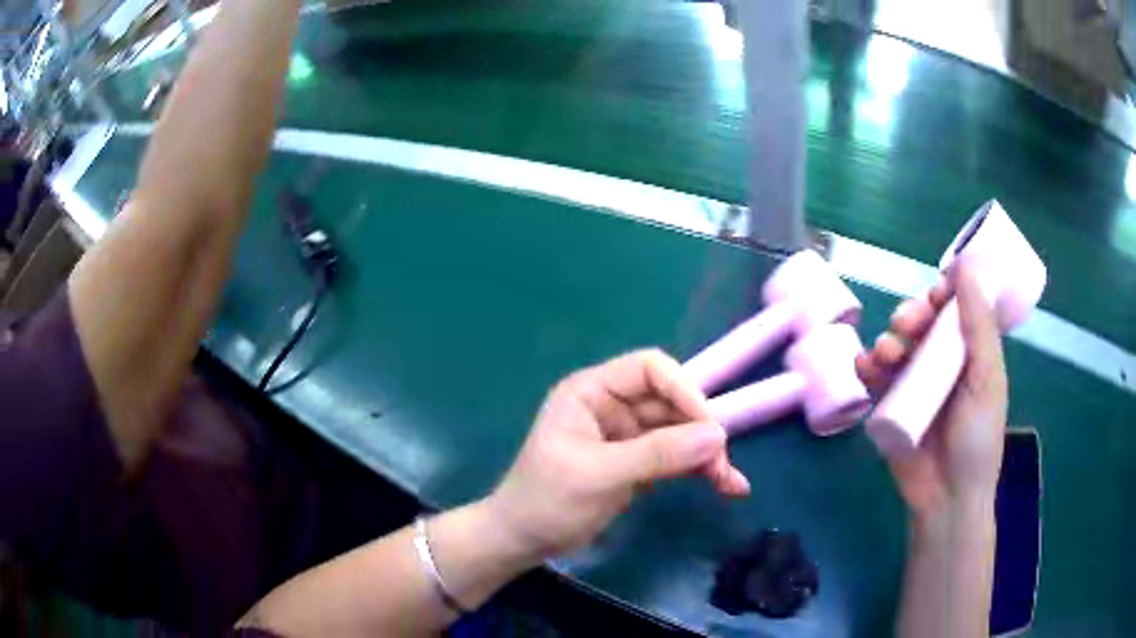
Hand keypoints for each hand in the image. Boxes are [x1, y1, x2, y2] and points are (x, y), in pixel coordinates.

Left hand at [485, 349, 749, 560]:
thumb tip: (717, 435)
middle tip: (722, 464)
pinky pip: (675, 457)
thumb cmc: (548, 501)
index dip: (684, 390)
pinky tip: (725, 486)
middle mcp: (612, 406)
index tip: (708, 426)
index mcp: (592, 392)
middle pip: (671, 403)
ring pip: (679, 432)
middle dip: (699, 431)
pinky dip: (697, 470)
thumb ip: (658, 454)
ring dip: (706, 454)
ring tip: (730, 483)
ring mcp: (626, 436)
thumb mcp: (600, 475)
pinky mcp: (636, 463)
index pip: (649, 369)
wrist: (524, 541)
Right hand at [856, 263, 1007, 517]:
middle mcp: (940, 361)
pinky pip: (873, 377)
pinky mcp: (889, 405)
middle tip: (909, 323)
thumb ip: (979, 325)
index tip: (936, 291)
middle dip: (911, 314)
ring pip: (895, 345)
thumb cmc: (977, 438)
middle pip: (921, 322)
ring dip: (887, 340)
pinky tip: (865, 369)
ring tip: (887, 355)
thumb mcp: (987, 378)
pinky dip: (865, 367)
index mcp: (968, 351)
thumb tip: (966, 266)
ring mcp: (913, 383)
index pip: (954, 308)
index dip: (943, 293)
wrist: (946, 497)